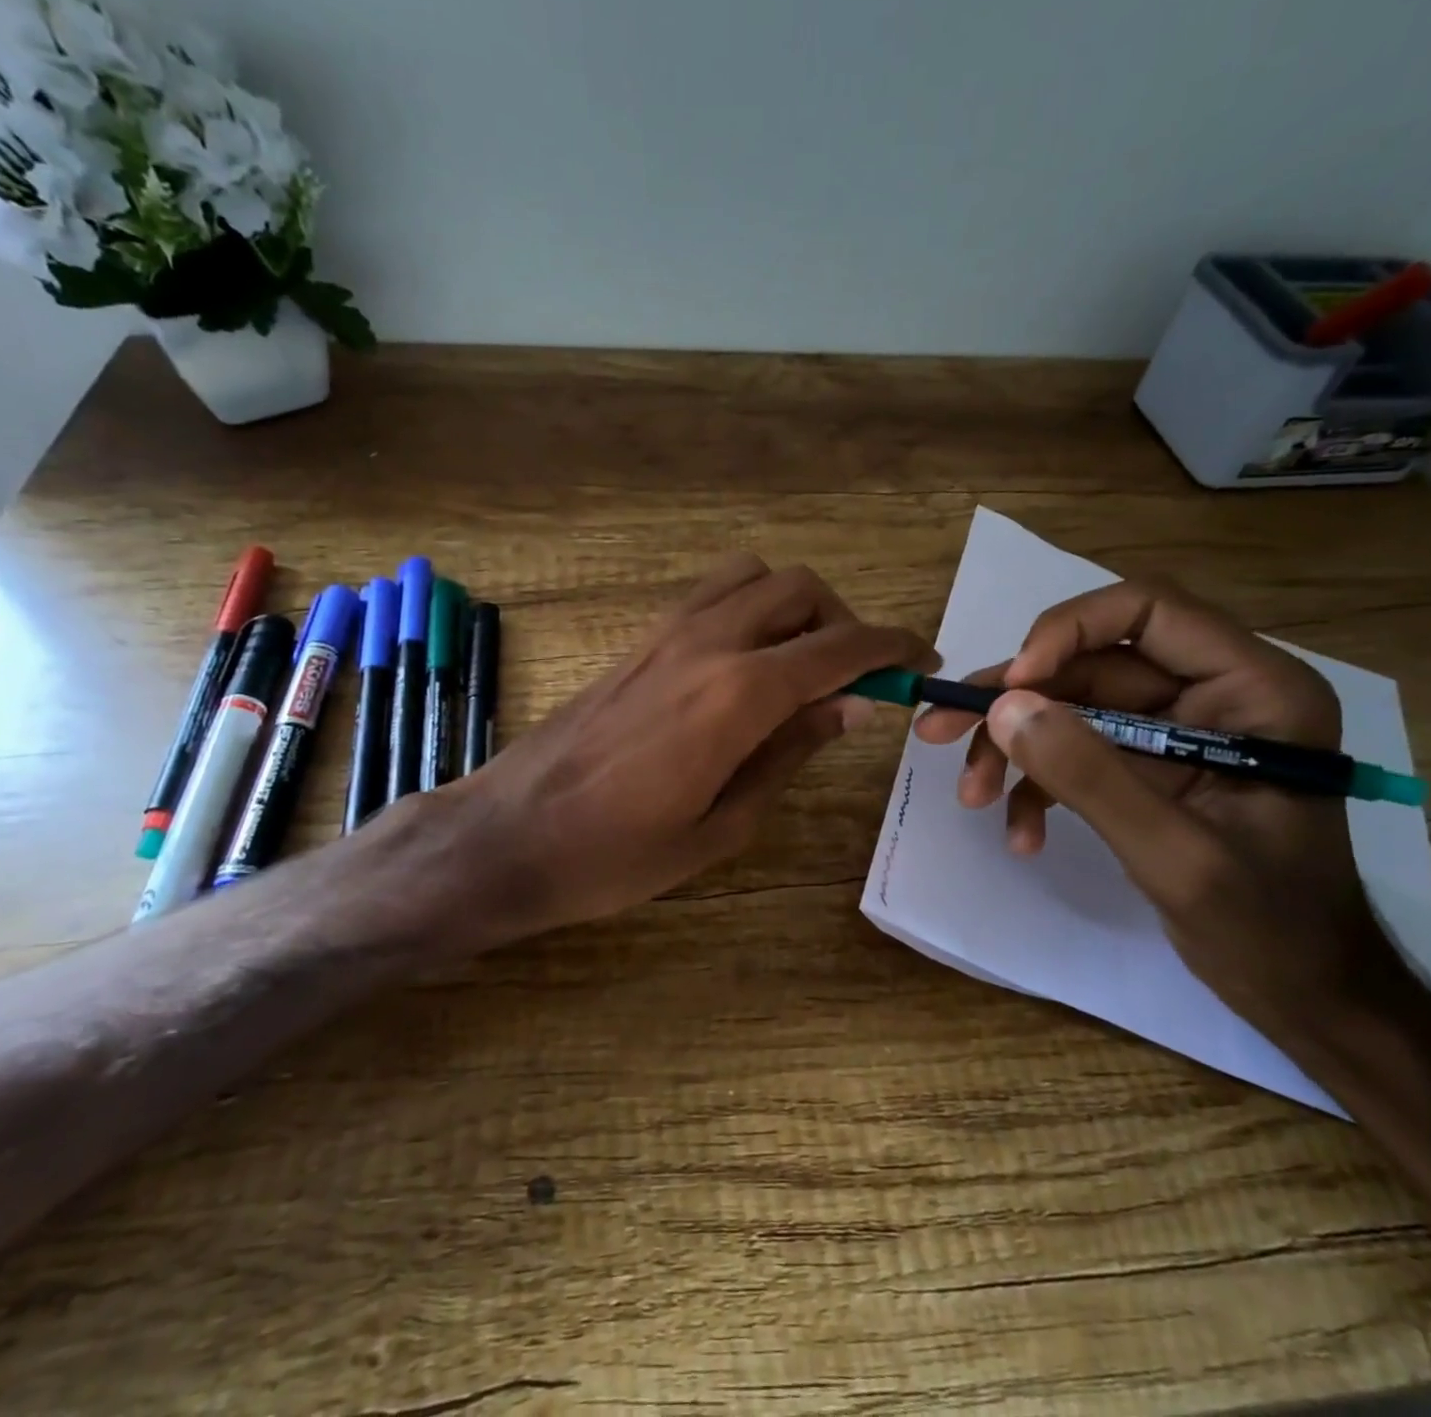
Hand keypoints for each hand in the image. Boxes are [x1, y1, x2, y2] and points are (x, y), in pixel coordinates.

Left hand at [439, 555, 931, 944]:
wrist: (507, 836)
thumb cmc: (616, 855)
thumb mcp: (722, 824)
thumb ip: (789, 752)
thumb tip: (849, 705)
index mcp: (737, 695)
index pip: (838, 647)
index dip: (891, 647)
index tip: (922, 659)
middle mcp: (706, 642)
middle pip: (797, 587)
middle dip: (842, 620)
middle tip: (852, 677)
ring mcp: (665, 633)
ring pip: (750, 576)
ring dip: (791, 605)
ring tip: (798, 664)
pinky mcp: (637, 641)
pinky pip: (709, 596)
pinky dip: (747, 608)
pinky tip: (744, 666)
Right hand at [914, 579, 1413, 1036]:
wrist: (1301, 995)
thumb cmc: (1268, 928)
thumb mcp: (1175, 855)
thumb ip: (1090, 776)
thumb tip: (1003, 707)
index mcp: (1253, 689)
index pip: (1148, 610)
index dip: (1067, 631)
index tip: (1010, 686)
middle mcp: (1213, 693)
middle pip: (1090, 663)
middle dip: (1014, 704)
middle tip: (939, 731)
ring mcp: (1176, 731)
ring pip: (1070, 707)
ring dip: (1013, 749)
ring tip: (972, 795)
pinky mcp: (1149, 766)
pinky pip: (1076, 752)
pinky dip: (1037, 786)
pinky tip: (1020, 832)